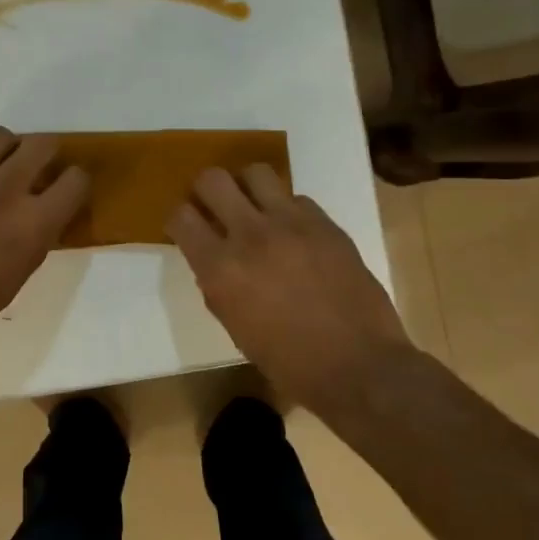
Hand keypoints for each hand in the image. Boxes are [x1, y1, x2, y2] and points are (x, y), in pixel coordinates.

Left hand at [0, 127, 89, 359]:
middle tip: (36, 172)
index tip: (66, 191)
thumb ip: (35, 237)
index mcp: (33, 222)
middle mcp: (5, 188)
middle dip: (46, 155)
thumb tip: (41, 214)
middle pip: (42, 143)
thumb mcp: (17, 277)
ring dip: (6, 151)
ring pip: (0, 135)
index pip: (76, 179)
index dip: (75, 184)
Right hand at [168, 167, 412, 404]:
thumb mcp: (235, 328)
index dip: (179, 220)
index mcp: (221, 270)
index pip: (181, 217)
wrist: (359, 366)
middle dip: (206, 191)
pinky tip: (294, 233)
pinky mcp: (325, 223)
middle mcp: (250, 235)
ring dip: (247, 188)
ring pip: (256, 173)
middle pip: (213, 180)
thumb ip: (217, 286)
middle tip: (215, 208)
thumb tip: (214, 260)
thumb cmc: (289, 363)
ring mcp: (291, 223)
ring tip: (254, 208)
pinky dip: (287, 210)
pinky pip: (296, 197)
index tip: (187, 228)